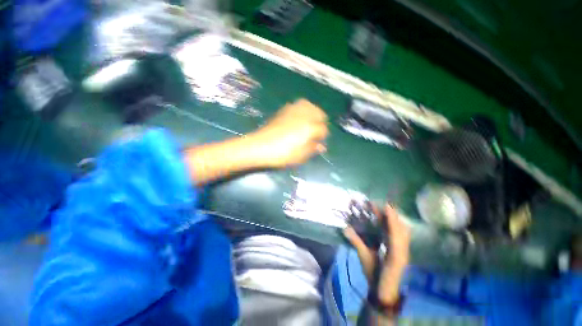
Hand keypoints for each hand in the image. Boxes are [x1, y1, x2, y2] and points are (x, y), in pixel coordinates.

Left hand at [249, 99, 328, 167]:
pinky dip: (300, 110)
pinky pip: (296, 105)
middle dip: (320, 121)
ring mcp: (292, 110)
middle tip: (315, 131)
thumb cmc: (282, 154)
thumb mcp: (300, 156)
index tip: (319, 142)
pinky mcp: (283, 110)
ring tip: (308, 122)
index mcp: (310, 128)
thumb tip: (321, 146)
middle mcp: (304, 115)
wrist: (260, 146)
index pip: (323, 129)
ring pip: (308, 105)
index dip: (322, 136)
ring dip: (311, 113)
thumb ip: (312, 149)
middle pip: (319, 112)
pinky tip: (296, 118)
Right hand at [344, 204, 410, 303]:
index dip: (391, 218)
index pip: (396, 233)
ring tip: (384, 210)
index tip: (386, 205)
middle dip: (392, 216)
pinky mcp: (401, 251)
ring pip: (403, 231)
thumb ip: (356, 243)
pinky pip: (400, 235)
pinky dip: (394, 226)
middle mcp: (403, 250)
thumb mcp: (365, 259)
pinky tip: (386, 222)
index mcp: (396, 254)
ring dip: (394, 220)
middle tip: (381, 205)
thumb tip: (345, 228)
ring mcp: (404, 251)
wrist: (384, 293)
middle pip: (402, 229)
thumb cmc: (375, 276)